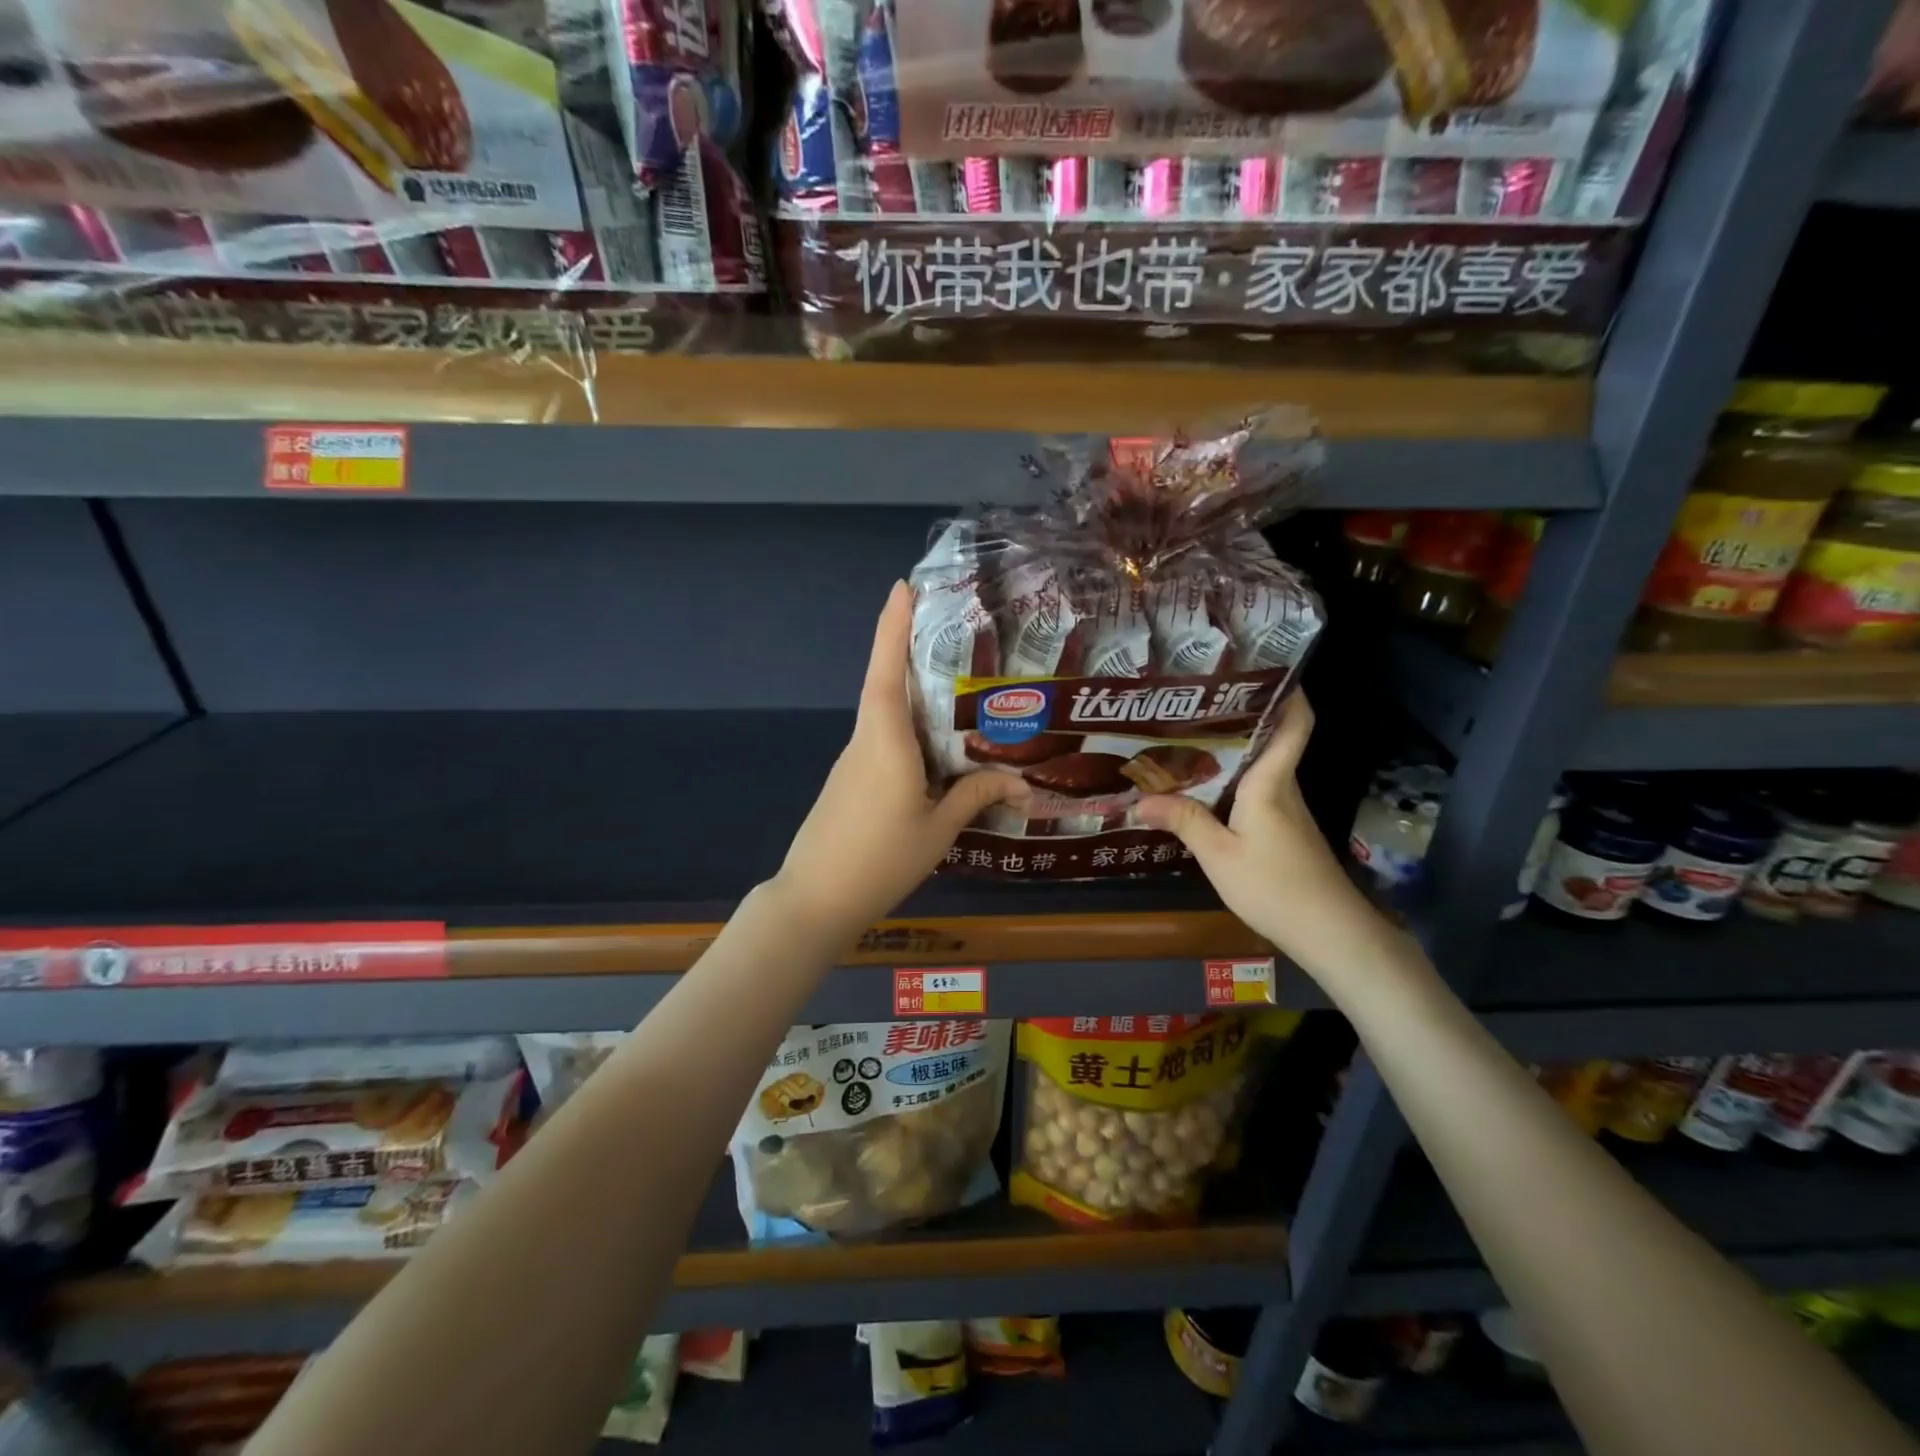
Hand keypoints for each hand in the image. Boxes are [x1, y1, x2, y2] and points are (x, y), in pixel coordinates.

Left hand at [772, 582, 1027, 941]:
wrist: (815, 899)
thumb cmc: (880, 859)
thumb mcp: (938, 829)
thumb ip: (975, 796)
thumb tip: (1021, 782)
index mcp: (885, 742)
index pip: (886, 671)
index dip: (892, 626)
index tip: (902, 586)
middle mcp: (866, 740)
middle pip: (886, 683)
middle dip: (908, 647)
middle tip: (950, 625)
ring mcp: (854, 761)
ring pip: (886, 714)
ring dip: (912, 691)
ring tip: (958, 682)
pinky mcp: (852, 780)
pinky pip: (884, 740)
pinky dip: (909, 728)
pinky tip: (937, 743)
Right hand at [1135, 693, 1398, 980]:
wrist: (1328, 931)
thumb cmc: (1275, 884)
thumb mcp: (1219, 854)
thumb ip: (1183, 821)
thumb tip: (1139, 800)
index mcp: (1272, 782)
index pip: (1294, 724)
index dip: (1289, 692)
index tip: (1264, 667)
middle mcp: (1284, 787)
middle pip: (1271, 739)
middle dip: (1240, 715)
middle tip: (1195, 700)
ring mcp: (1286, 810)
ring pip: (1260, 766)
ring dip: (1232, 749)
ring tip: (1188, 736)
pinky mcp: (1284, 830)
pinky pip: (1256, 790)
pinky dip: (1232, 780)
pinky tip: (1203, 787)